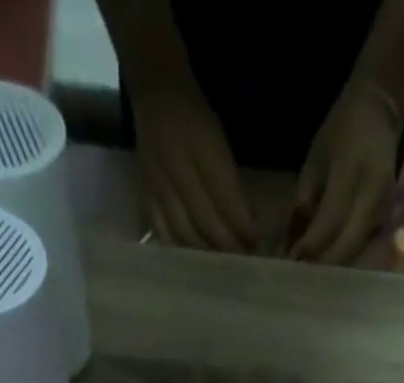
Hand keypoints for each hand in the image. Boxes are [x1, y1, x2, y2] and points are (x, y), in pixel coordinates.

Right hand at [135, 80, 256, 251]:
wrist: (154, 94)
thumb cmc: (195, 117)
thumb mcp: (220, 141)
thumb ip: (231, 183)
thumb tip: (247, 226)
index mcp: (201, 148)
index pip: (226, 199)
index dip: (242, 227)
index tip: (257, 246)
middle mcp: (178, 169)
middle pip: (206, 222)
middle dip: (228, 247)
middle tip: (243, 264)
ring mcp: (158, 186)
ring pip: (185, 234)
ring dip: (206, 255)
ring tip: (222, 267)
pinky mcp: (145, 197)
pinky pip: (163, 233)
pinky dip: (180, 250)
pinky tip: (193, 262)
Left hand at [289, 83, 399, 263]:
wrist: (379, 112)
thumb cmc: (339, 134)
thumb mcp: (315, 161)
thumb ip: (305, 203)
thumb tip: (292, 246)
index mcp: (354, 171)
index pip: (331, 220)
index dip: (310, 246)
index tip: (291, 262)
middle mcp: (375, 194)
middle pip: (349, 245)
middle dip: (323, 267)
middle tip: (301, 280)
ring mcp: (387, 209)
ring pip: (359, 253)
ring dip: (335, 270)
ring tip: (312, 280)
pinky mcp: (389, 219)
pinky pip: (367, 250)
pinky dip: (348, 262)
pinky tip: (330, 270)